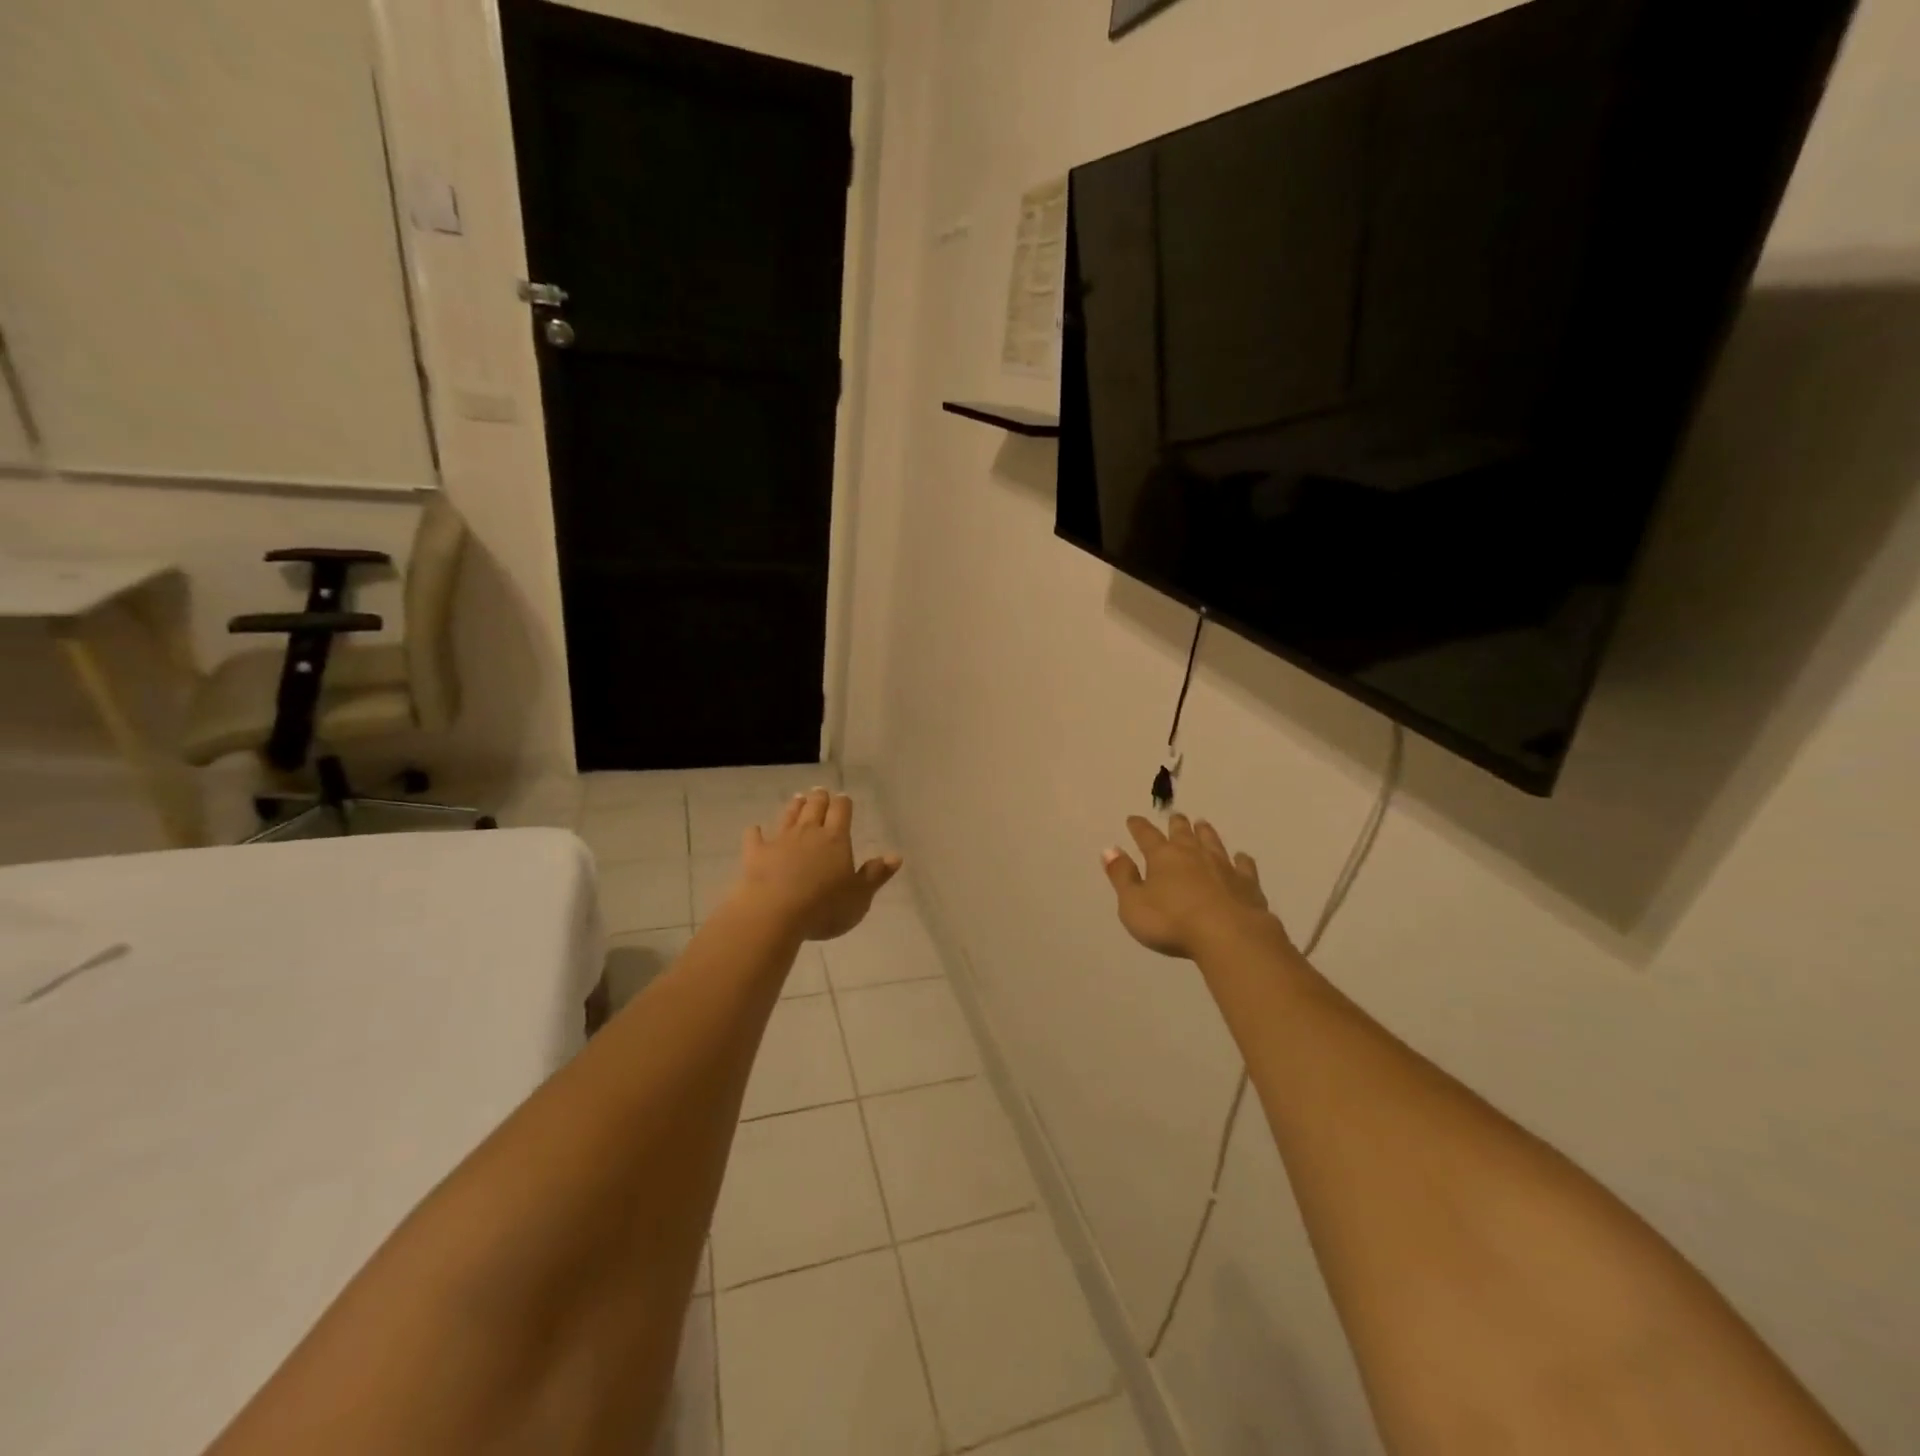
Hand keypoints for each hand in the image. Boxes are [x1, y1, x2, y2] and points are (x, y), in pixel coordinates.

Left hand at [731, 788, 901, 941]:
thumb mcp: (859, 897)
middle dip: (819, 798)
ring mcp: (780, 840)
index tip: (843, 798)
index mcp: (836, 839)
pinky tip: (755, 829)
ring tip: (798, 799)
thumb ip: (875, 875)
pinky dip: (756, 832)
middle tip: (820, 792)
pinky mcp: (755, 853)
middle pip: (814, 807)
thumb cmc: (824, 907)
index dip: (843, 803)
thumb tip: (895, 856)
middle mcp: (808, 832)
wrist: (774, 913)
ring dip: (794, 807)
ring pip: (788, 816)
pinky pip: (755, 837)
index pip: (841, 811)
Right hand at [1102, 814, 1283, 960]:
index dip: (1139, 827)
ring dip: (1206, 833)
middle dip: (1177, 824)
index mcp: (1162, 857)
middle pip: (1183, 833)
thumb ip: (1122, 876)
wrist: (1229, 936)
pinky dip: (1241, 860)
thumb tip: (1109, 849)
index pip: (1146, 836)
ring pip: (1212, 843)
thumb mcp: (1133, 904)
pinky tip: (1242, 858)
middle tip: (1175, 817)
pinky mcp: (1247, 884)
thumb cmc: (1171, 922)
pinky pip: (1244, 866)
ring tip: (1203, 824)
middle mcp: (1193, 854)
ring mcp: (1223, 867)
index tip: (1133, 819)